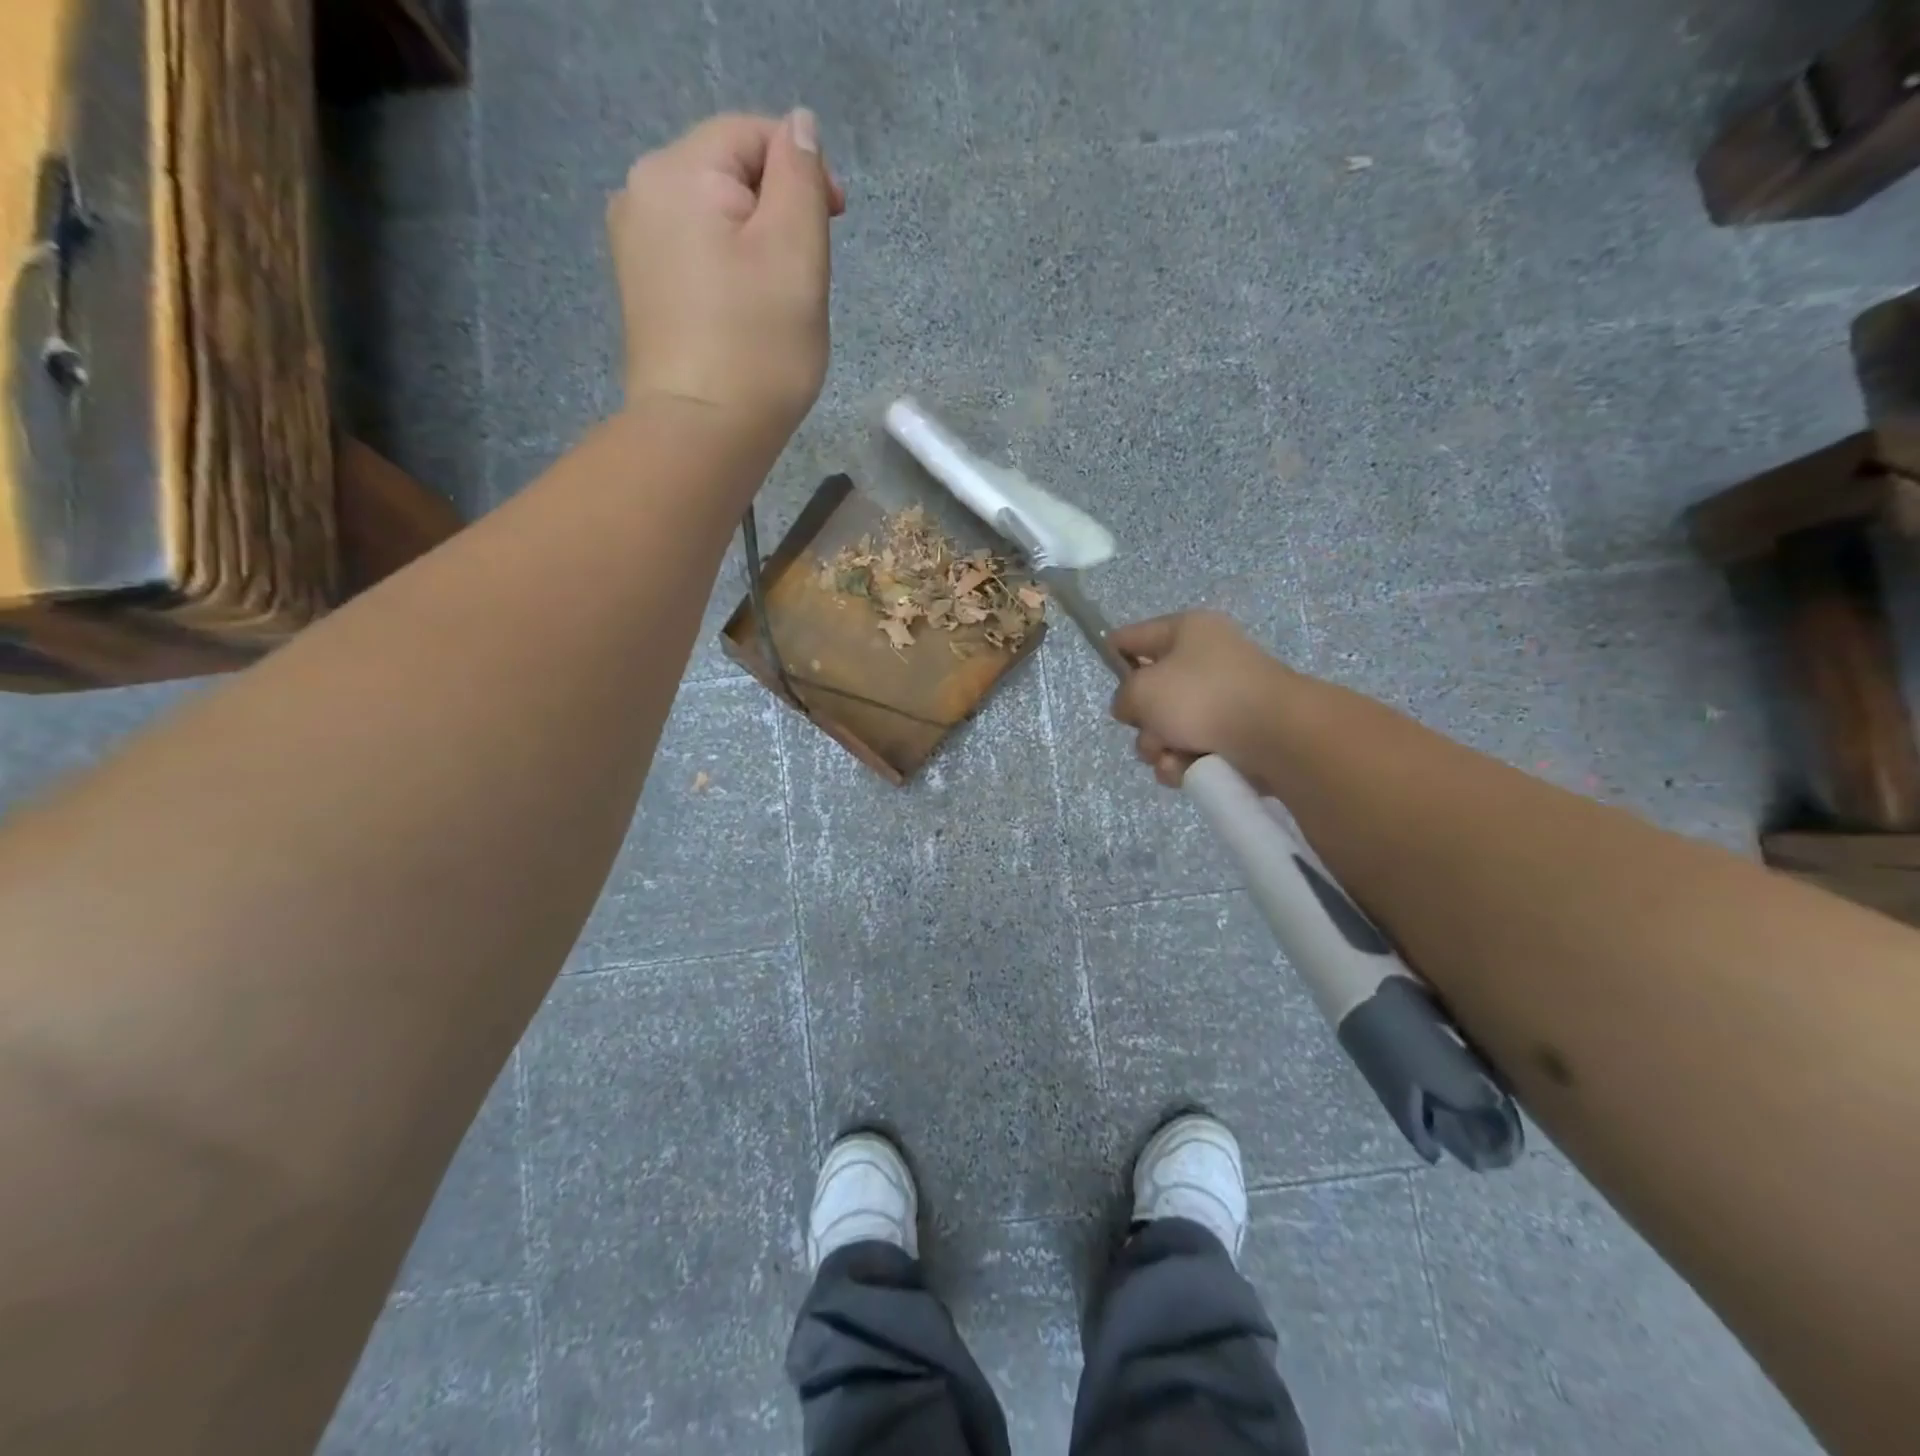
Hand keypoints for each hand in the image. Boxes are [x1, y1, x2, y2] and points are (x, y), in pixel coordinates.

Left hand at [607, 110, 847, 439]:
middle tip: (808, 279)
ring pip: (714, 221)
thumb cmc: (758, 347)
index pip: (752, 135)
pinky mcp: (641, 293)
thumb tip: (799, 126)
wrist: (702, 435)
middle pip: (729, 176)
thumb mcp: (796, 253)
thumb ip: (800, 177)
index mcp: (677, 171)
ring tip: (779, 304)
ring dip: (755, 248)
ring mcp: (633, 247)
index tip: (838, 225)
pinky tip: (745, 318)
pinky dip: (728, 275)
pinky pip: (695, 259)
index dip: (803, 171)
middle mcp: (640, 194)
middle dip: (778, 214)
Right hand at [1108, 611, 1299, 787]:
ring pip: (1167, 727)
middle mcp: (1205, 659)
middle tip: (1150, 730)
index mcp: (1186, 631)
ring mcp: (1223, 697)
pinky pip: (1191, 748)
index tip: (1107, 683)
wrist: (1276, 735)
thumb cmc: (1202, 697)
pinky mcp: (1236, 733)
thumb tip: (1135, 709)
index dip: (1112, 656)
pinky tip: (1187, 770)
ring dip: (1159, 748)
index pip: (1133, 636)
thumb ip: (1123, 697)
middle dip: (1142, 721)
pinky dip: (1183, 762)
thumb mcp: (1142, 690)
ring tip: (1172, 757)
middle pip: (1149, 692)